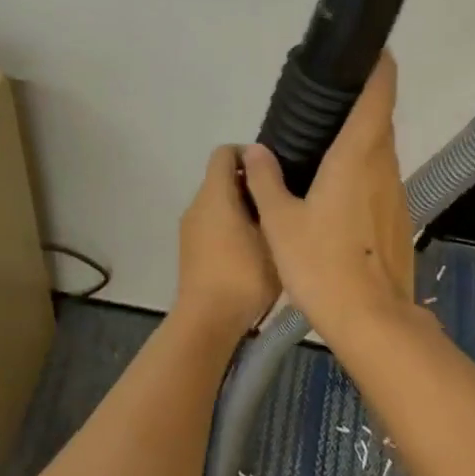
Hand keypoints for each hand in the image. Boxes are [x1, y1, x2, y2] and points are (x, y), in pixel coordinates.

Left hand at [175, 145, 280, 337]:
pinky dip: (234, 226)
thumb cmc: (244, 275)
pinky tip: (258, 248)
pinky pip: (214, 224)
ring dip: (245, 207)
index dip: (250, 153)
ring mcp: (191, 230)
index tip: (277, 170)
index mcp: (214, 195)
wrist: (208, 322)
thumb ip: (269, 196)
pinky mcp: (192, 251)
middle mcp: (197, 206)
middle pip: (223, 178)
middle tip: (283, 200)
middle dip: (252, 183)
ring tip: (276, 226)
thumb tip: (266, 168)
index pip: (225, 152)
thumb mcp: (270, 235)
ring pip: (219, 203)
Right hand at [241, 55, 415, 338]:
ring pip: (383, 153)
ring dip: (364, 140)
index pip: (378, 97)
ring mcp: (396, 194)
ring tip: (330, 143)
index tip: (373, 51)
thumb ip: (265, 181)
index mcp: (356, 157)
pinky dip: (366, 171)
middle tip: (332, 100)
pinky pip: (382, 181)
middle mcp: (383, 167)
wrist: (370, 318)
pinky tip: (341, 191)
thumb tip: (253, 150)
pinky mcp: (399, 219)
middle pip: (381, 122)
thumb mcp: (280, 222)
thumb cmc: (320, 264)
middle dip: (364, 104)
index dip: (380, 69)